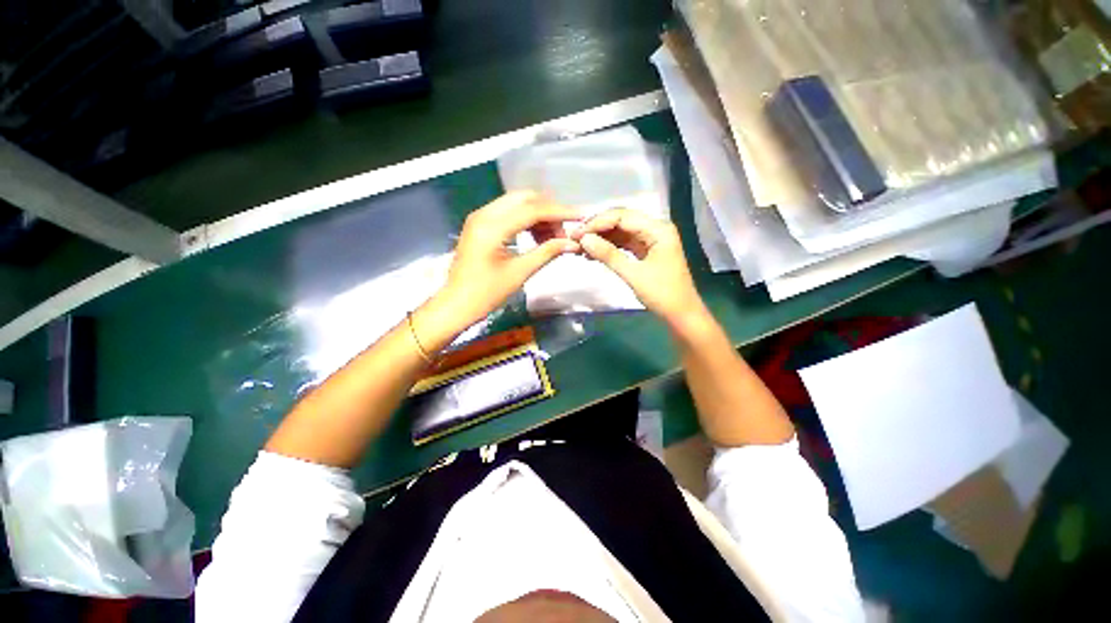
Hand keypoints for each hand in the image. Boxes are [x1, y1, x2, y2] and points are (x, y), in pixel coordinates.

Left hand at [433, 192, 582, 331]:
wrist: (457, 304)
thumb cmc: (486, 293)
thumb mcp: (520, 272)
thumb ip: (547, 252)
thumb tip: (573, 244)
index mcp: (492, 226)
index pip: (532, 209)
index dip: (560, 212)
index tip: (581, 216)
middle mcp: (484, 214)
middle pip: (525, 199)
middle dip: (549, 211)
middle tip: (565, 231)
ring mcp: (480, 217)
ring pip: (517, 204)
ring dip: (539, 216)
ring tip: (553, 238)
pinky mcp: (480, 224)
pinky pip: (509, 213)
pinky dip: (526, 220)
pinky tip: (538, 237)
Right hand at [571, 209, 705, 327]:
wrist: (680, 315)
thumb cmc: (662, 294)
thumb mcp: (633, 274)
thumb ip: (608, 255)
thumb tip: (583, 239)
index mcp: (658, 229)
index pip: (622, 216)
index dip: (597, 222)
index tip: (577, 233)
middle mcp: (655, 229)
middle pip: (621, 221)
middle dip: (597, 228)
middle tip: (574, 238)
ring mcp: (650, 240)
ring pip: (620, 232)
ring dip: (601, 238)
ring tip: (580, 247)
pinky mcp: (645, 251)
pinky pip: (623, 244)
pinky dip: (608, 248)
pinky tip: (592, 253)